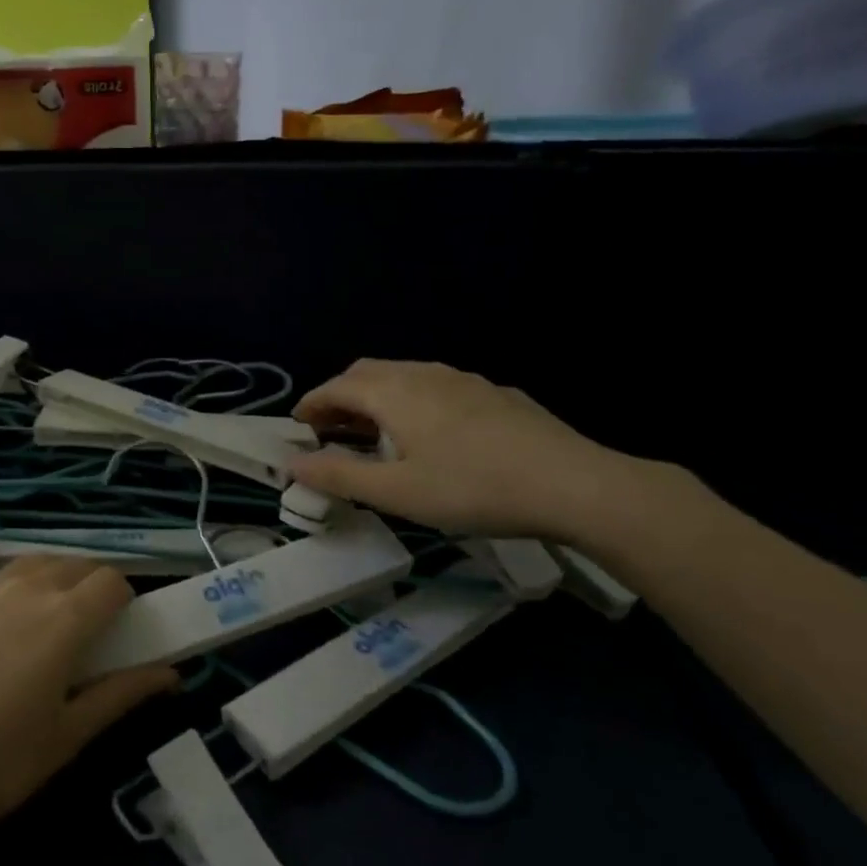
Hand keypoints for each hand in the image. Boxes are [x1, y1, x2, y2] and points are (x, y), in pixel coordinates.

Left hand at [0, 557, 175, 853]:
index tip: (116, 637)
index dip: (123, 603)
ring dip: (50, 584)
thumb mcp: (65, 738)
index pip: (112, 580)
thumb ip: (121, 694)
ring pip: (31, 565)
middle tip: (81, 639)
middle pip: (74, 564)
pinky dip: (7, 596)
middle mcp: (24, 587)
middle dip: (90, 589)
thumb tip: (171, 672)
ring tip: (37, 634)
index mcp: (63, 618)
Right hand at [287, 358, 640, 539]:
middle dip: (341, 396)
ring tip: (375, 432)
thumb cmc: (473, 488)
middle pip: (367, 373)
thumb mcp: (397, 492)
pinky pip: (437, 386)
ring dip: (377, 397)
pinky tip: (431, 433)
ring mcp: (463, 379)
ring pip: (404, 376)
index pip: (336, 387)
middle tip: (331, 429)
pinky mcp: (494, 393)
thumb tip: (292, 463)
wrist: (574, 484)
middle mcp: (424, 374)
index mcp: (394, 393)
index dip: (311, 404)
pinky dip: (412, 401)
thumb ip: (339, 475)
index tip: (298, 426)